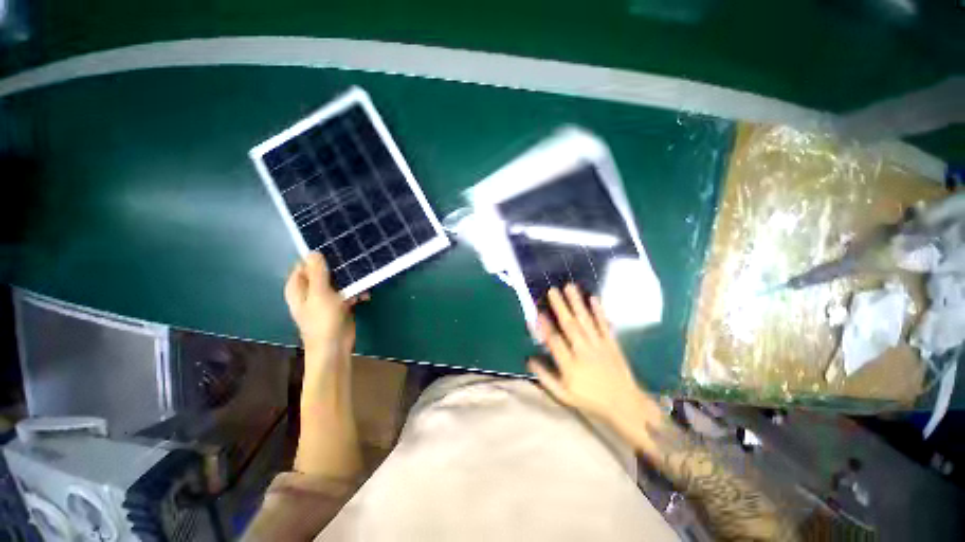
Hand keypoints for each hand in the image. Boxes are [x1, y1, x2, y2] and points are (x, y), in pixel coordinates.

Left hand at [284, 252, 366, 357]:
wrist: (335, 347)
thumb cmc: (322, 321)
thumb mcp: (320, 294)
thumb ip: (317, 273)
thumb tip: (313, 251)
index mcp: (298, 287)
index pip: (306, 264)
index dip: (320, 257)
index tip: (337, 250)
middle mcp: (311, 290)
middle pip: (324, 271)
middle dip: (339, 268)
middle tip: (354, 263)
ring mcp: (326, 297)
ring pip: (339, 281)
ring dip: (351, 281)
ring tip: (362, 283)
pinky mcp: (340, 304)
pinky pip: (348, 292)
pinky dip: (356, 292)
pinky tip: (364, 295)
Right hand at [528, 284, 663, 442]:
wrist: (625, 405)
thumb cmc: (590, 400)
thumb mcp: (563, 395)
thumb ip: (545, 377)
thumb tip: (529, 359)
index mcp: (570, 366)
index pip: (555, 341)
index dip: (545, 326)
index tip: (538, 311)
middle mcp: (584, 352)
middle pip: (570, 326)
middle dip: (560, 307)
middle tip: (552, 290)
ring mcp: (599, 346)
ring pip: (586, 321)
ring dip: (577, 303)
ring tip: (570, 287)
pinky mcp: (612, 344)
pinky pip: (604, 325)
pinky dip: (599, 311)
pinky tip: (593, 298)